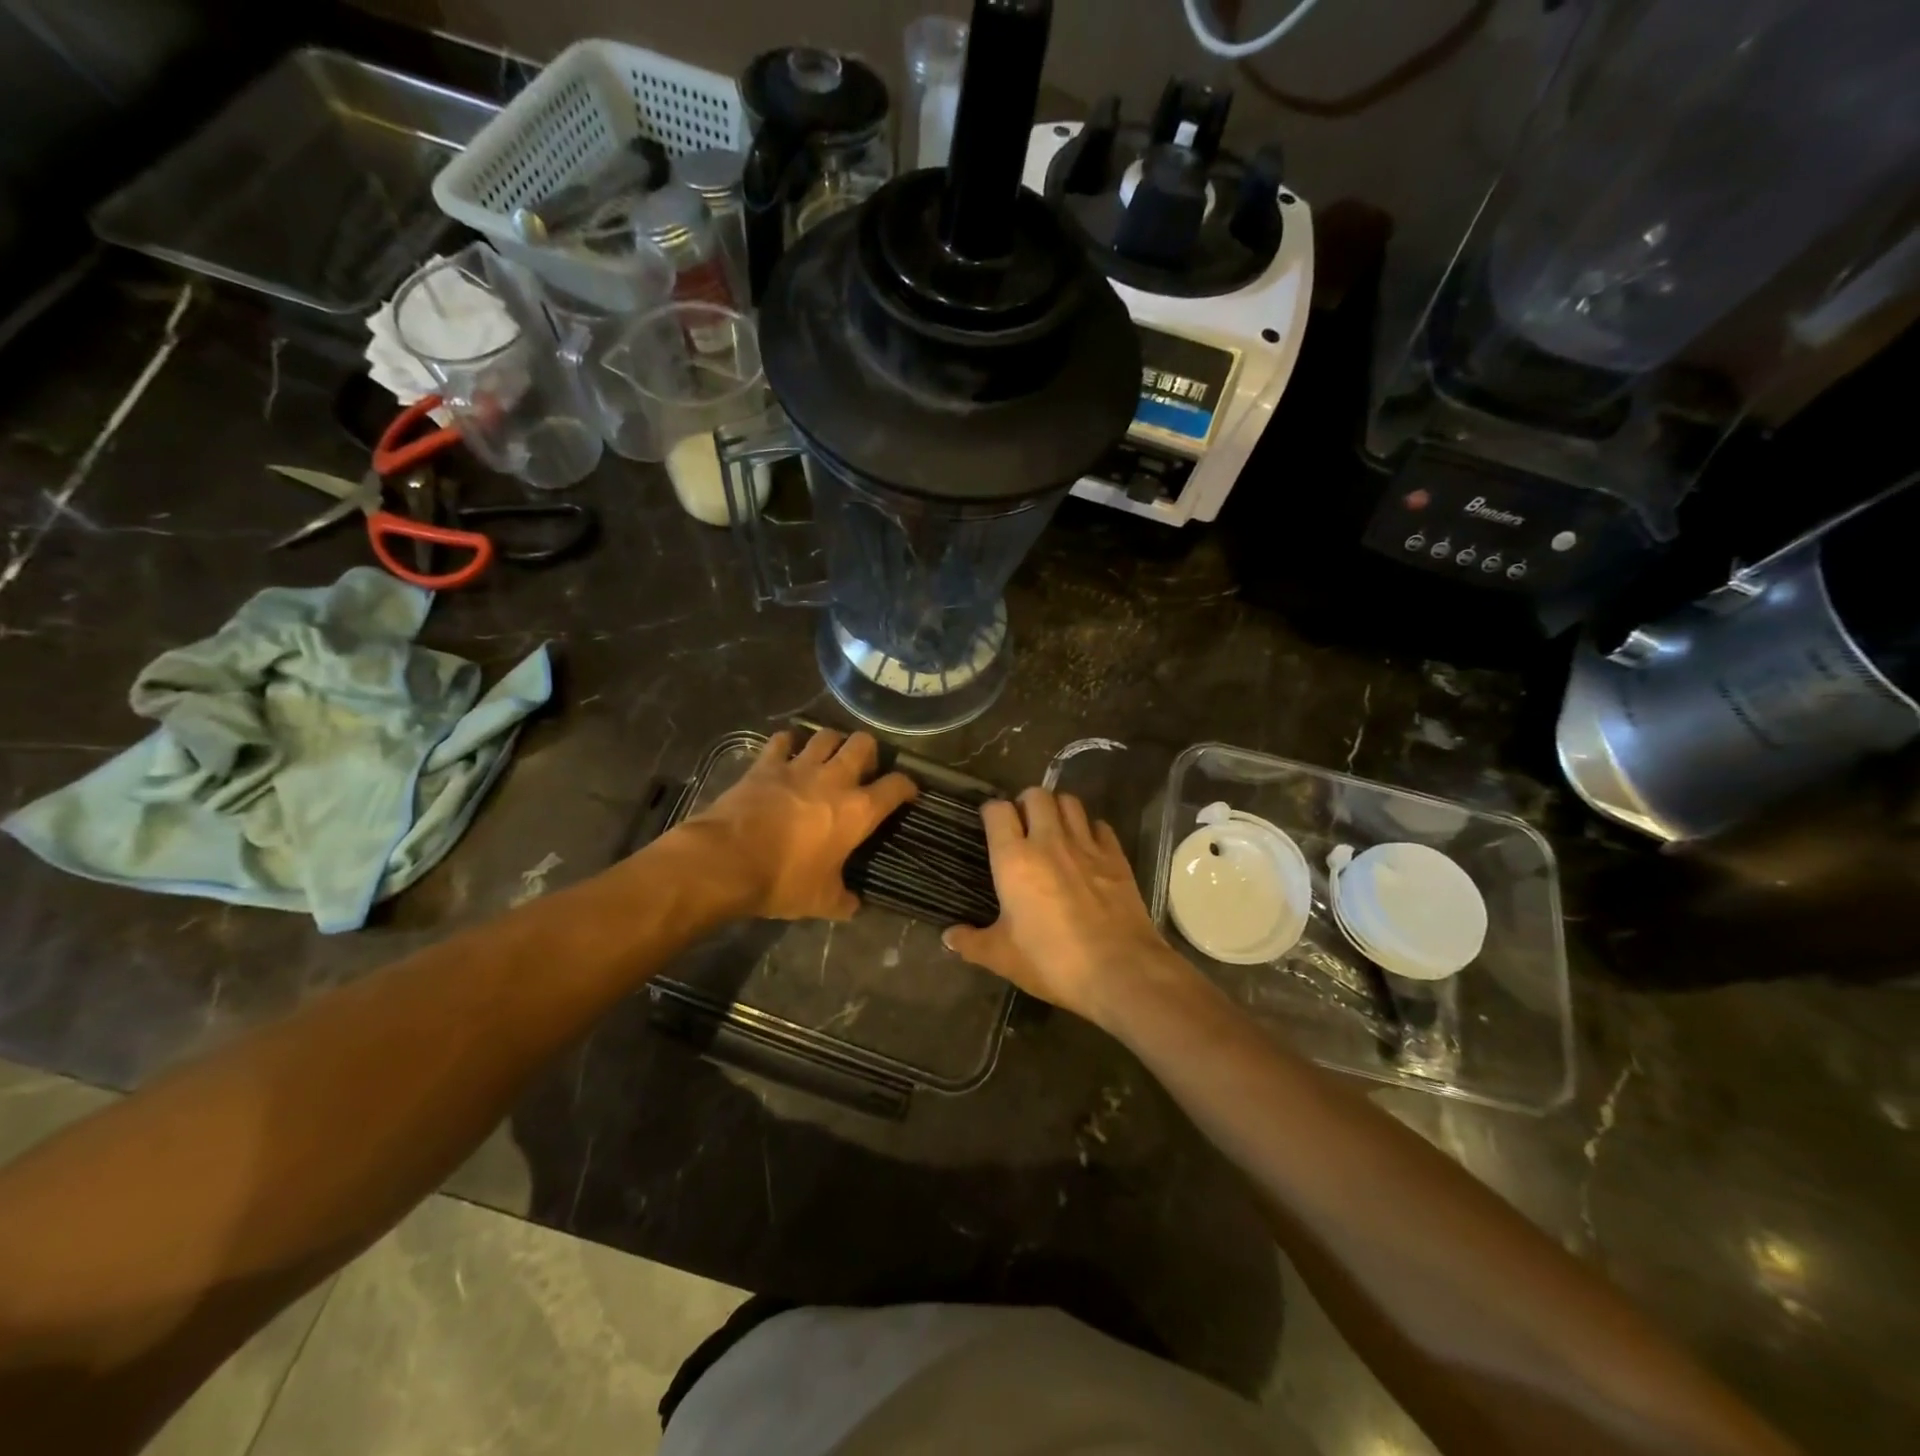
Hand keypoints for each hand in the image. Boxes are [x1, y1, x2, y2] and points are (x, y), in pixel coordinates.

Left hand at [677, 728, 916, 920]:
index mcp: (858, 811)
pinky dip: (788, 744)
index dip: (907, 787)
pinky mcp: (766, 765)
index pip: (897, 786)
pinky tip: (786, 753)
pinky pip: (782, 740)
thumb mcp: (821, 902)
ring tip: (828, 756)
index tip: (907, 793)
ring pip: (826, 735)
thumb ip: (844, 900)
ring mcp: (798, 767)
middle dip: (869, 752)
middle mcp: (834, 780)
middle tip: (863, 769)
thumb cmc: (782, 880)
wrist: (725, 861)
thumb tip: (855, 905)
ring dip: (832, 742)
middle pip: (863, 743)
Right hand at [943, 787, 1193, 1024]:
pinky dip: (1091, 829)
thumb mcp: (1003, 958)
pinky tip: (1087, 847)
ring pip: (1070, 802)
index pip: (998, 811)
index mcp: (1015, 859)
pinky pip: (1100, 826)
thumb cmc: (1052, 962)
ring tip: (1054, 829)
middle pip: (1036, 795)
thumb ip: (972, 943)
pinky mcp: (1116, 857)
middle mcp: (1049, 841)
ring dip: (1058, 809)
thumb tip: (948, 937)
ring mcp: (1086, 845)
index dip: (992, 812)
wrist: (1120, 971)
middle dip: (1026, 803)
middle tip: (1023, 825)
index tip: (990, 825)